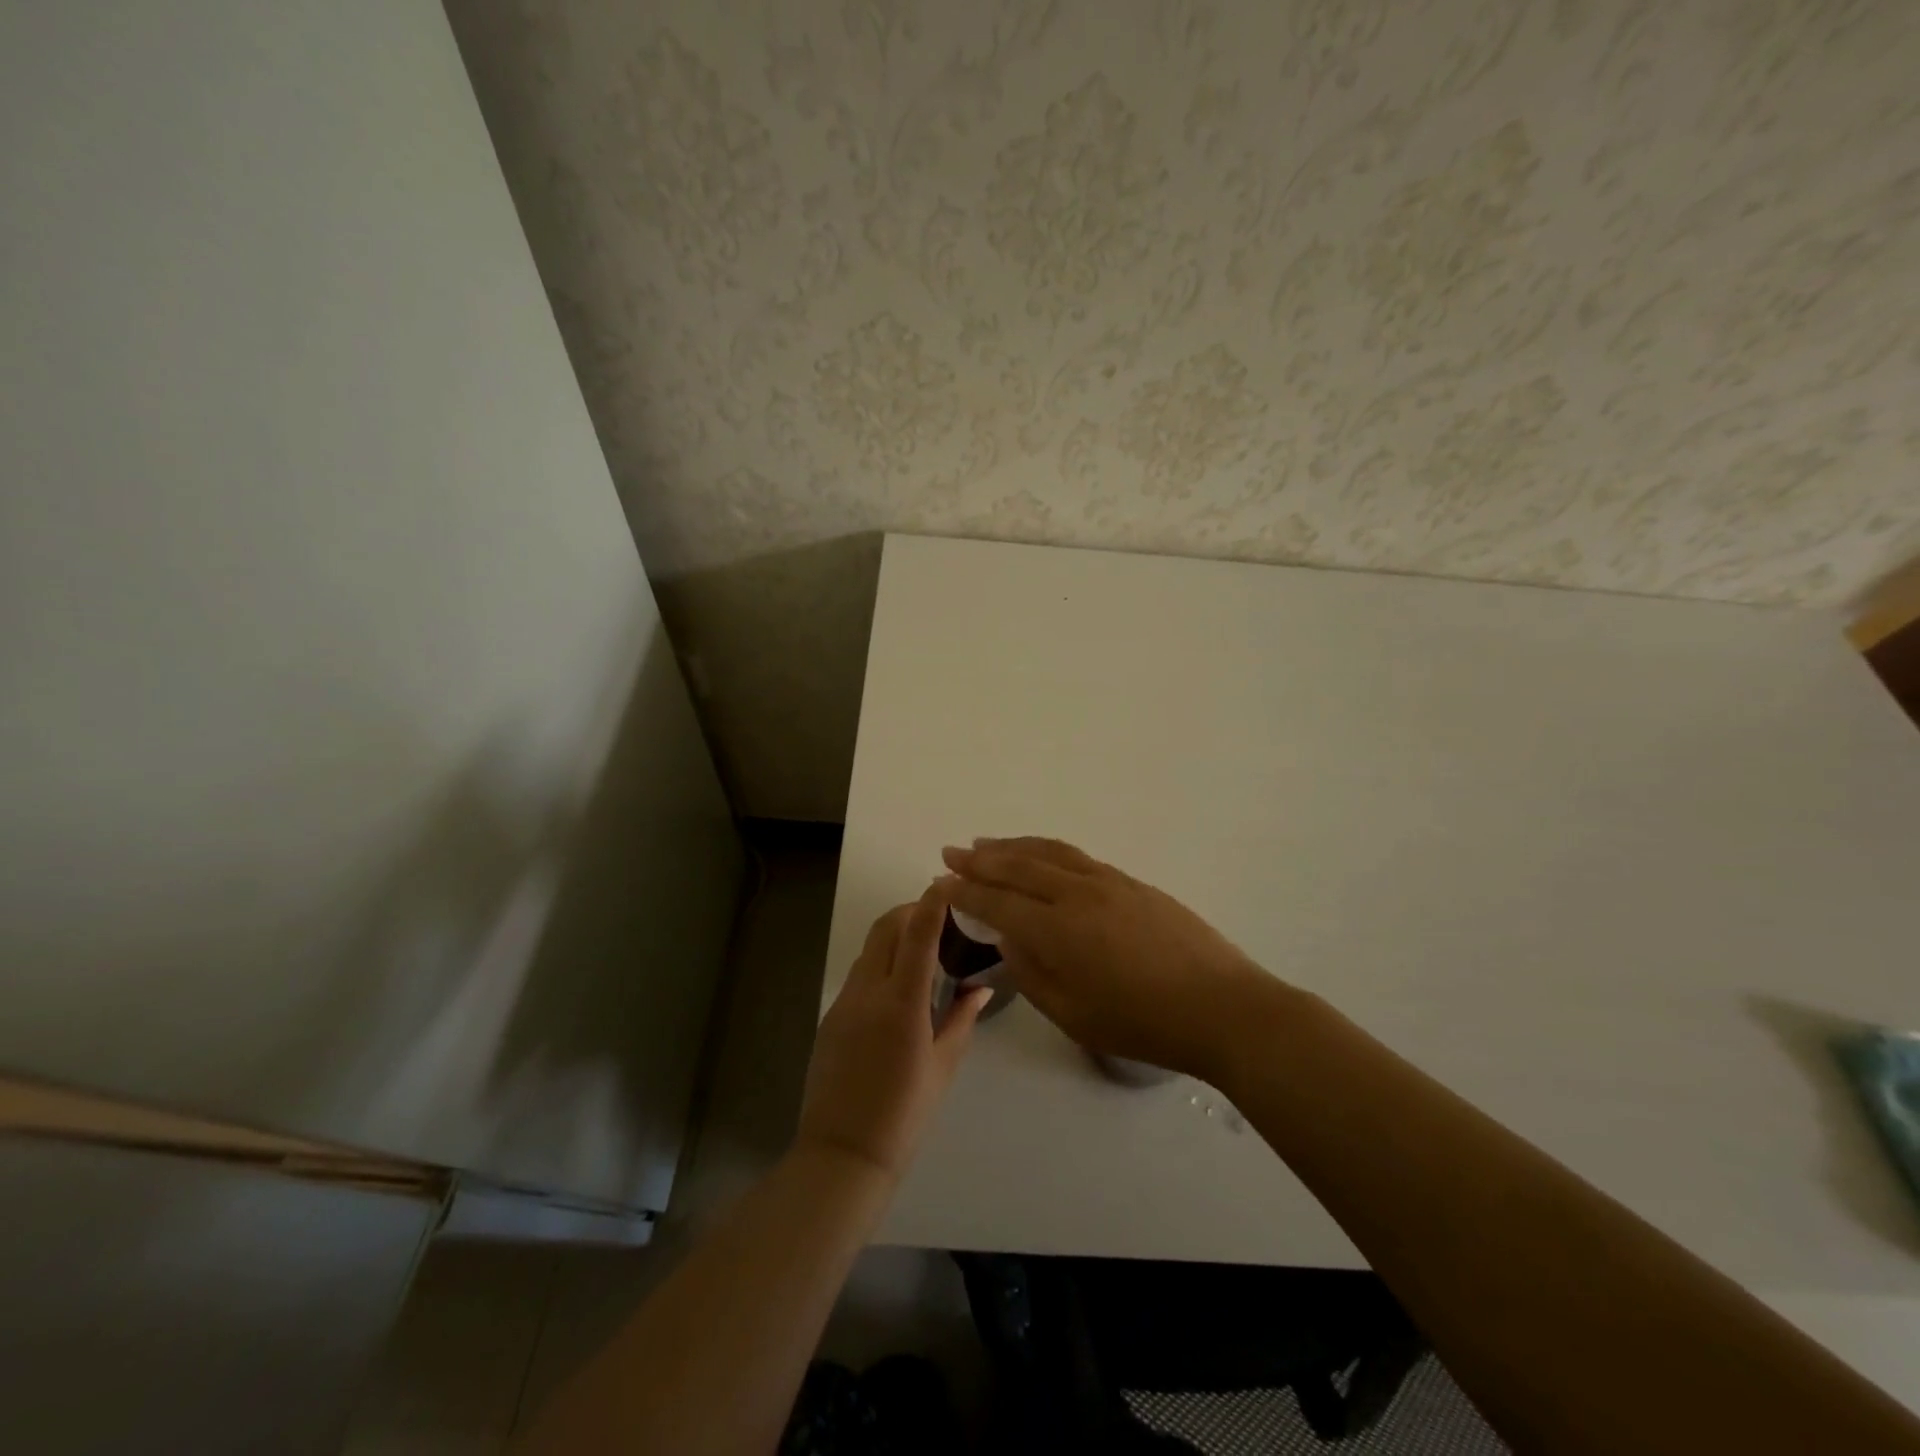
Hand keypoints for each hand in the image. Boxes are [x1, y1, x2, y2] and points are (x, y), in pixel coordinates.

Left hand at [796, 883, 988, 1182]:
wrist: (843, 1153)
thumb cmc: (904, 1114)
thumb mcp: (943, 1066)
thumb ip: (962, 1018)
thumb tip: (982, 987)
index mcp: (902, 1003)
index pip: (918, 935)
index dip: (931, 903)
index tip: (946, 883)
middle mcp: (869, 991)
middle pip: (886, 928)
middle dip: (911, 910)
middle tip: (937, 914)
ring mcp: (845, 1002)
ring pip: (870, 948)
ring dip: (894, 934)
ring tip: (922, 945)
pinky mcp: (832, 1015)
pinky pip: (859, 973)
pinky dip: (881, 961)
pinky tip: (899, 984)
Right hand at [939, 837, 1271, 1081]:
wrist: (1221, 1006)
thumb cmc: (1143, 1023)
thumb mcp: (1075, 1015)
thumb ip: (1032, 974)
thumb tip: (1009, 937)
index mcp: (1058, 929)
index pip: (998, 903)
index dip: (965, 893)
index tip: (940, 883)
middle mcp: (1077, 893)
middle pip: (1018, 866)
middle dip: (980, 860)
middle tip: (951, 852)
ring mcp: (1107, 882)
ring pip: (1047, 852)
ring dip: (1011, 845)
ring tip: (985, 843)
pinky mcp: (1130, 881)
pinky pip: (1075, 855)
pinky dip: (1046, 848)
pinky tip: (1040, 853)